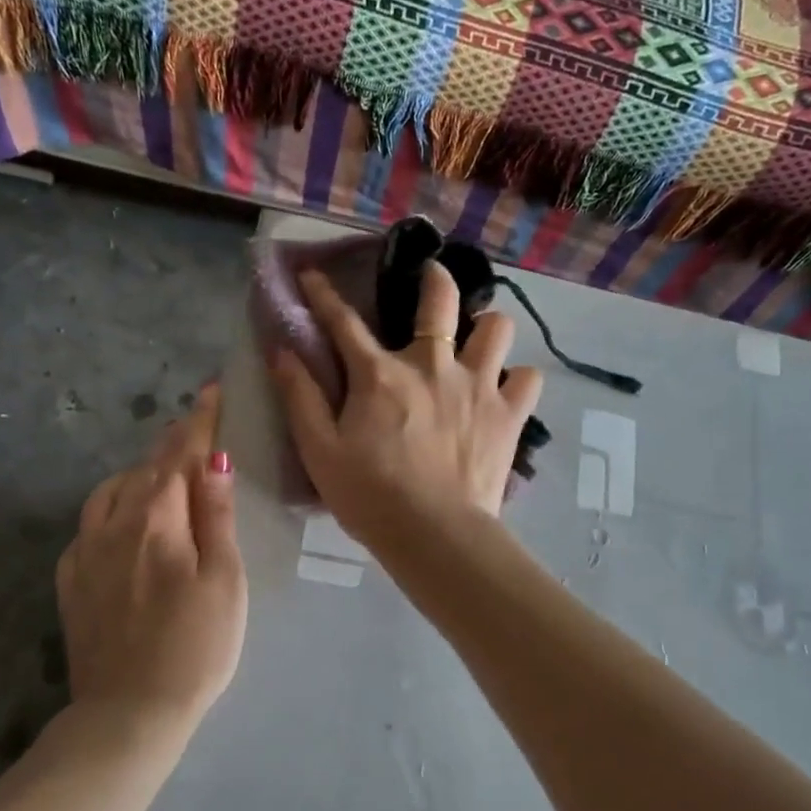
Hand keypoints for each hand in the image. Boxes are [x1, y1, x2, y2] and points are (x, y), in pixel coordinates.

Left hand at [55, 385, 247, 732]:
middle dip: (171, 443)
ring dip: (138, 472)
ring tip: (159, 470)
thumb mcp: (223, 581)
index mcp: (156, 521)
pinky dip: (110, 506)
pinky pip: (89, 525)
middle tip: (194, 425)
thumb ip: (216, 516)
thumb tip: (212, 460)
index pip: (179, 456)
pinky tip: (121, 519)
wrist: (129, 713)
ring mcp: (85, 553)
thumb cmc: (196, 647)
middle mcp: (113, 525)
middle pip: (144, 469)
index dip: (198, 423)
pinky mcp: (71, 582)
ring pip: (110, 492)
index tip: (211, 392)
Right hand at [271, 261, 543, 553]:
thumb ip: (300, 397)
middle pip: (440, 300)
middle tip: (433, 278)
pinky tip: (506, 390)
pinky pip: (529, 378)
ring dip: (487, 328)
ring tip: (478, 342)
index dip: (324, 295)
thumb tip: (281, 350)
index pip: (344, 322)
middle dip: (435, 278)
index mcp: (380, 375)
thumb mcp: (319, 451)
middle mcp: (432, 366)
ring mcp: (478, 386)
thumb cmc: (369, 496)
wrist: (434, 535)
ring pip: (497, 328)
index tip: (313, 275)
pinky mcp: (509, 415)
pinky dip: (518, 379)